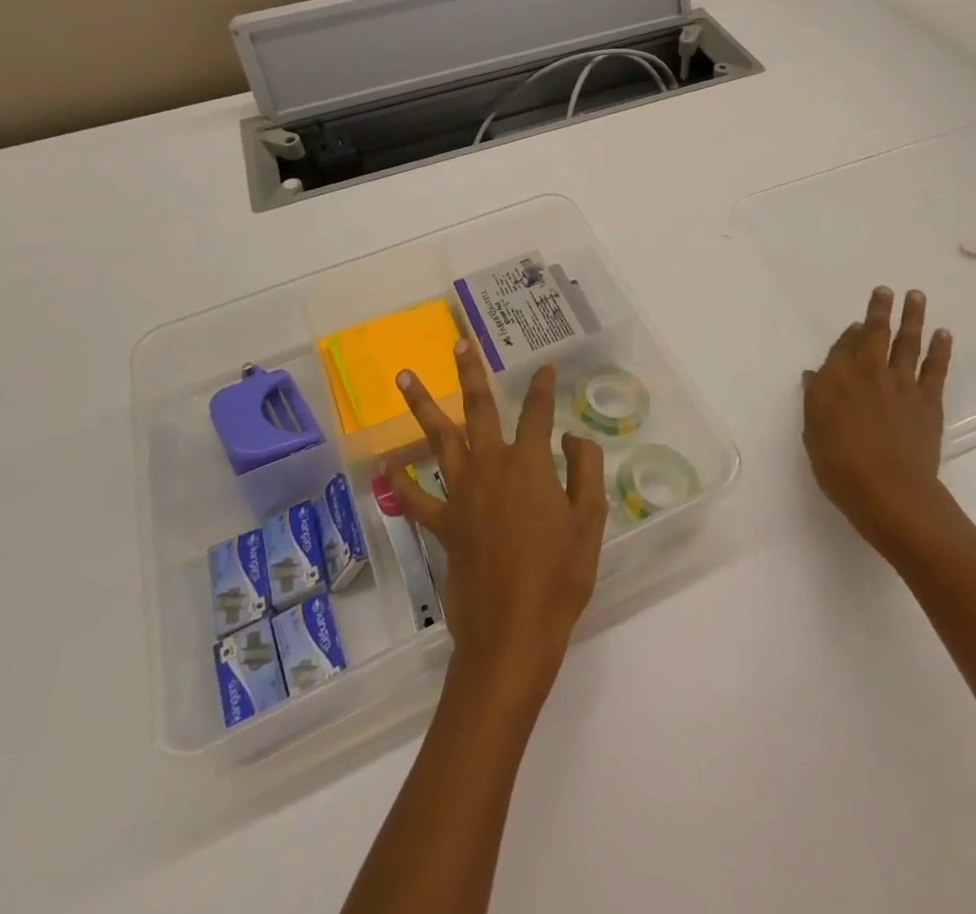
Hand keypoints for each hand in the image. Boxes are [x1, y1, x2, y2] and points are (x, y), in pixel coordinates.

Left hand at [388, 342, 608, 707]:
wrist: (513, 632)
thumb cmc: (560, 576)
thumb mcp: (590, 520)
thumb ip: (584, 470)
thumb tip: (571, 438)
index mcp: (529, 465)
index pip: (537, 413)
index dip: (542, 387)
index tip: (544, 367)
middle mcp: (491, 467)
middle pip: (478, 409)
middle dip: (470, 373)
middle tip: (458, 343)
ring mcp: (462, 495)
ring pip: (438, 439)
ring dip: (422, 406)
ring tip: (404, 376)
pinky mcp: (444, 525)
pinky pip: (417, 498)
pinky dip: (401, 482)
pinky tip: (385, 466)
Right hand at [803, 286, 954, 556]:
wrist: (889, 492)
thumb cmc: (840, 466)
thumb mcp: (813, 431)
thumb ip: (816, 398)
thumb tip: (816, 375)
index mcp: (837, 378)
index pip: (843, 346)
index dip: (849, 334)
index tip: (855, 324)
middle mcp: (869, 372)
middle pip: (875, 333)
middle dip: (880, 310)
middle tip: (886, 290)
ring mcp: (901, 385)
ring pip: (907, 342)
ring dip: (912, 318)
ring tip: (916, 296)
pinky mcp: (928, 401)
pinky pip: (935, 368)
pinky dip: (940, 349)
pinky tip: (944, 334)